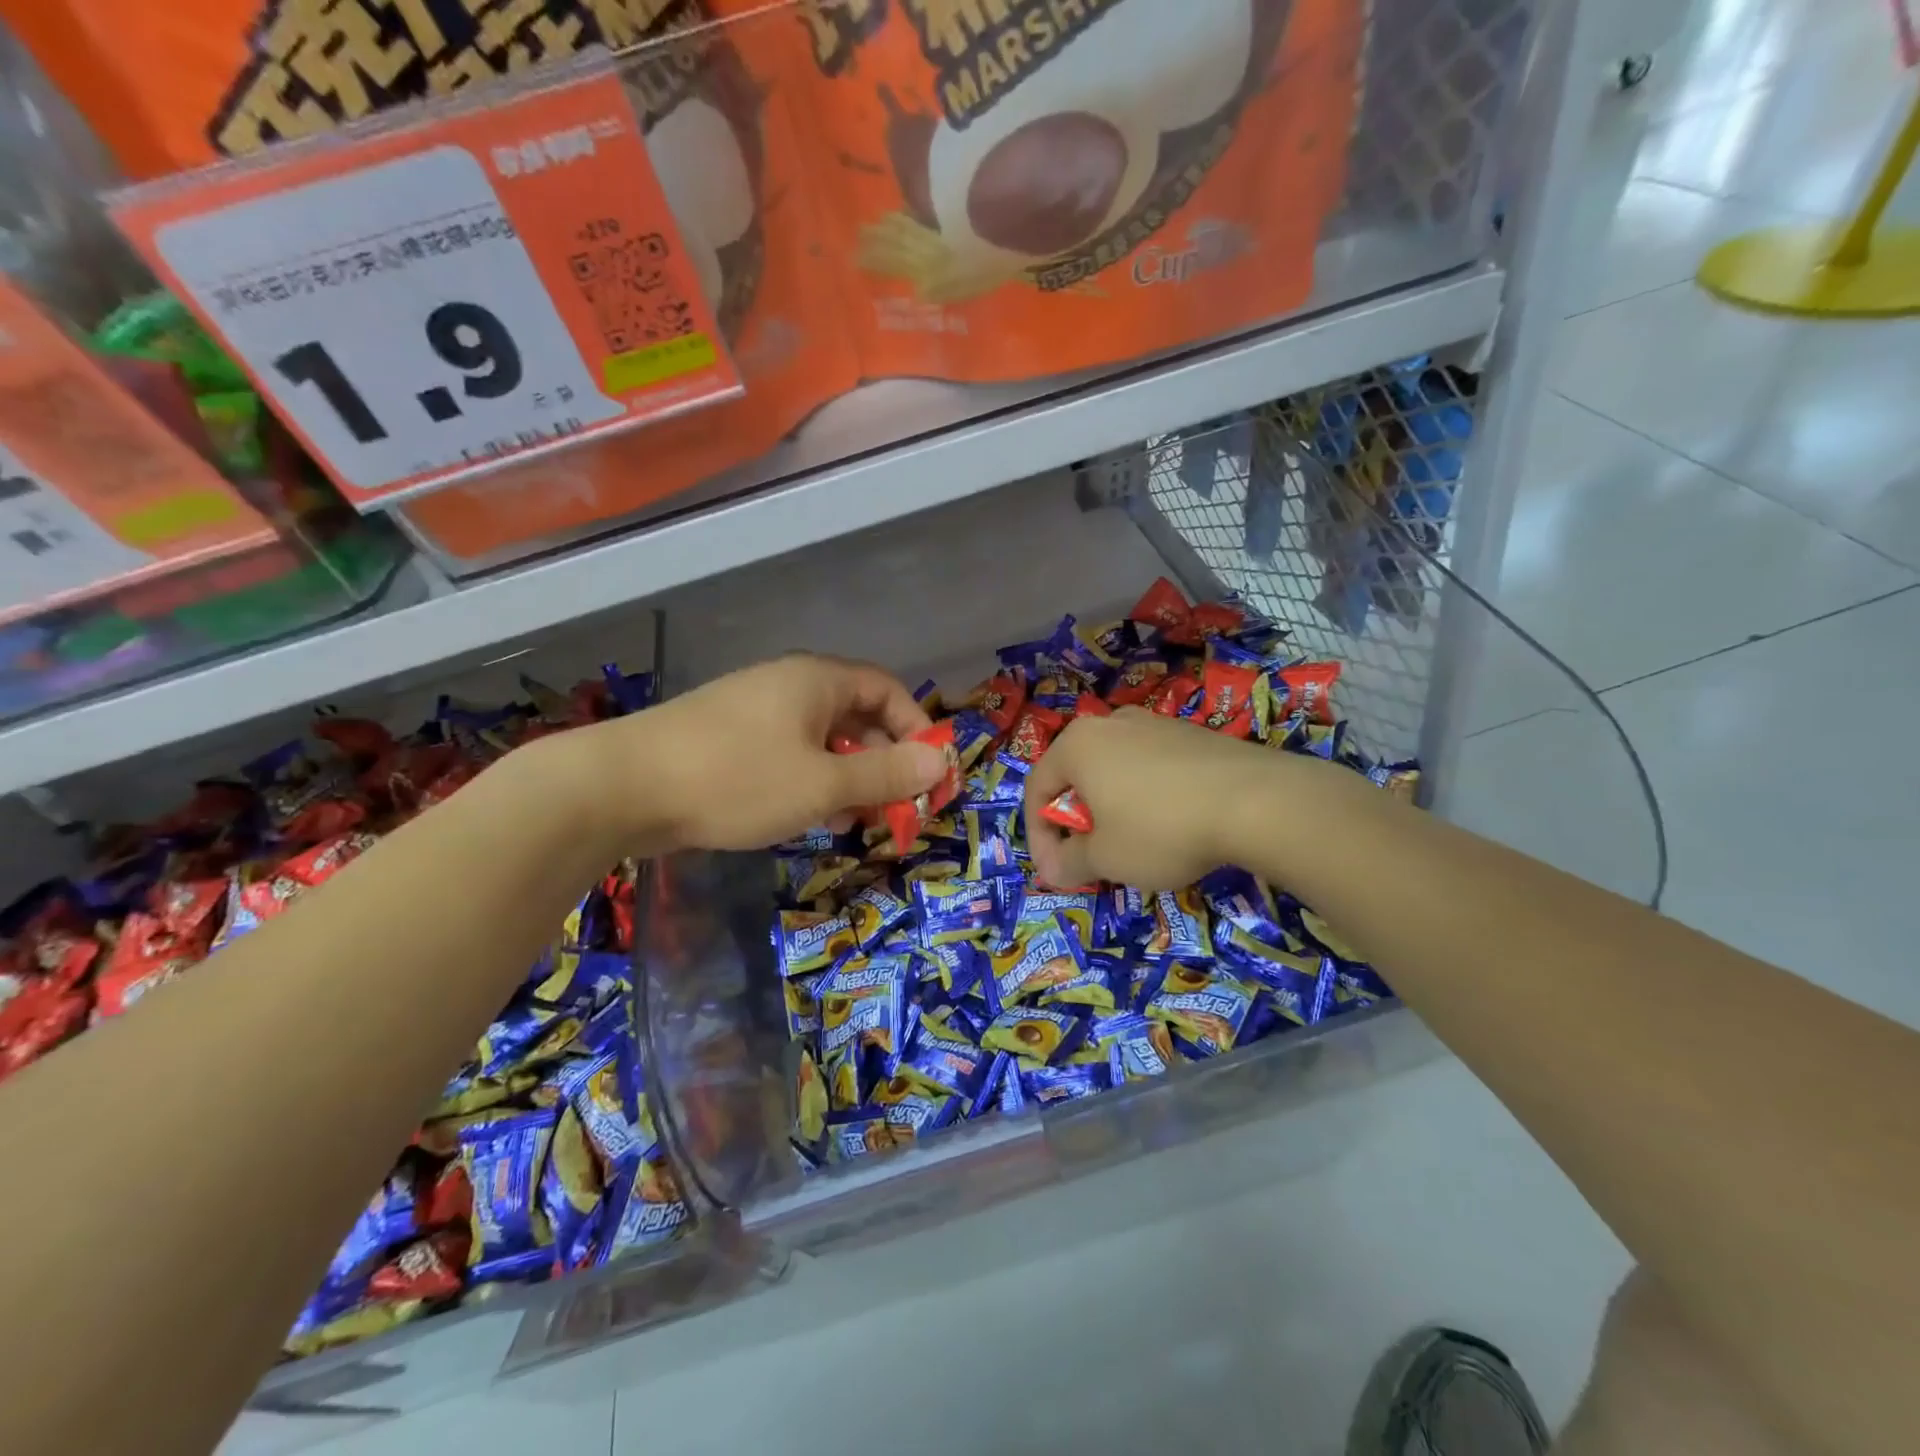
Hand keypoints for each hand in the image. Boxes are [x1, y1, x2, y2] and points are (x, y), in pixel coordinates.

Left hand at [606, 655, 944, 851]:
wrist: (621, 788)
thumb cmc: (737, 779)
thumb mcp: (823, 783)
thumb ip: (885, 774)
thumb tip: (939, 763)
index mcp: (817, 681)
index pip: (888, 691)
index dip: (917, 730)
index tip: (927, 777)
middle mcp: (788, 686)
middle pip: (857, 715)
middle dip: (883, 762)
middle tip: (895, 809)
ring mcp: (754, 711)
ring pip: (822, 740)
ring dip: (848, 777)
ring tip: (855, 821)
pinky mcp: (727, 740)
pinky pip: (788, 754)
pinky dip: (811, 782)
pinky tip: (808, 817)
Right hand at [1023, 708, 1271, 891]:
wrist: (1257, 801)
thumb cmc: (1161, 829)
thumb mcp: (1106, 858)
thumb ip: (1068, 864)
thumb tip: (1051, 871)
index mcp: (1077, 744)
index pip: (1036, 788)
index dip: (1039, 836)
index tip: (1056, 872)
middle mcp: (1110, 723)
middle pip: (1076, 777)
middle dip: (1077, 822)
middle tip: (1092, 859)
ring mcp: (1155, 723)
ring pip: (1115, 771)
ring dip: (1112, 810)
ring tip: (1134, 846)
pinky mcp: (1192, 734)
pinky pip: (1151, 767)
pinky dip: (1146, 797)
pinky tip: (1172, 825)